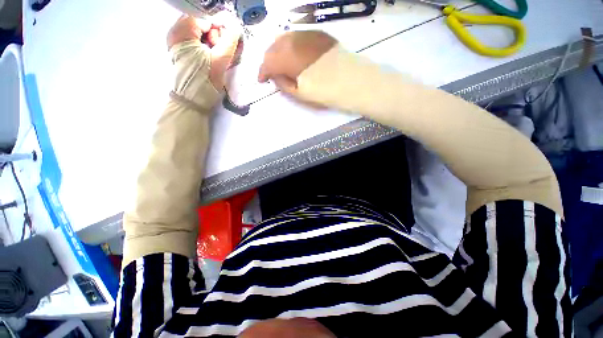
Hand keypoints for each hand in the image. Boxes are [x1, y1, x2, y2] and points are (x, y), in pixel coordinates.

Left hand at [167, 14, 240, 89]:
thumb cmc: (205, 81)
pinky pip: (196, 40)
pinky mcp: (179, 49)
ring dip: (211, 42)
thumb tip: (236, 27)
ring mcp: (176, 40)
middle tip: (218, 52)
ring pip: (200, 32)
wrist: (192, 100)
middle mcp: (176, 31)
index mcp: (183, 31)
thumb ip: (230, 41)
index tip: (224, 44)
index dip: (219, 29)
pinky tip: (210, 57)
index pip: (206, 17)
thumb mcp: (220, 60)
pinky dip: (206, 46)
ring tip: (214, 57)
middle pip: (202, 23)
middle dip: (214, 36)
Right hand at [258, 31, 336, 93]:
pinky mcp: (318, 34)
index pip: (268, 63)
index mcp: (288, 59)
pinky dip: (291, 44)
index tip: (262, 80)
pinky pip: (297, 36)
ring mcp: (307, 35)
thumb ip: (283, 84)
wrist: (352, 81)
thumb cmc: (325, 92)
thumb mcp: (300, 94)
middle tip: (271, 72)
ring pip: (284, 38)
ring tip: (281, 62)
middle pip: (273, 48)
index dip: (262, 72)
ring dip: (278, 50)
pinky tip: (294, 53)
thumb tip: (275, 76)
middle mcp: (294, 41)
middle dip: (269, 60)